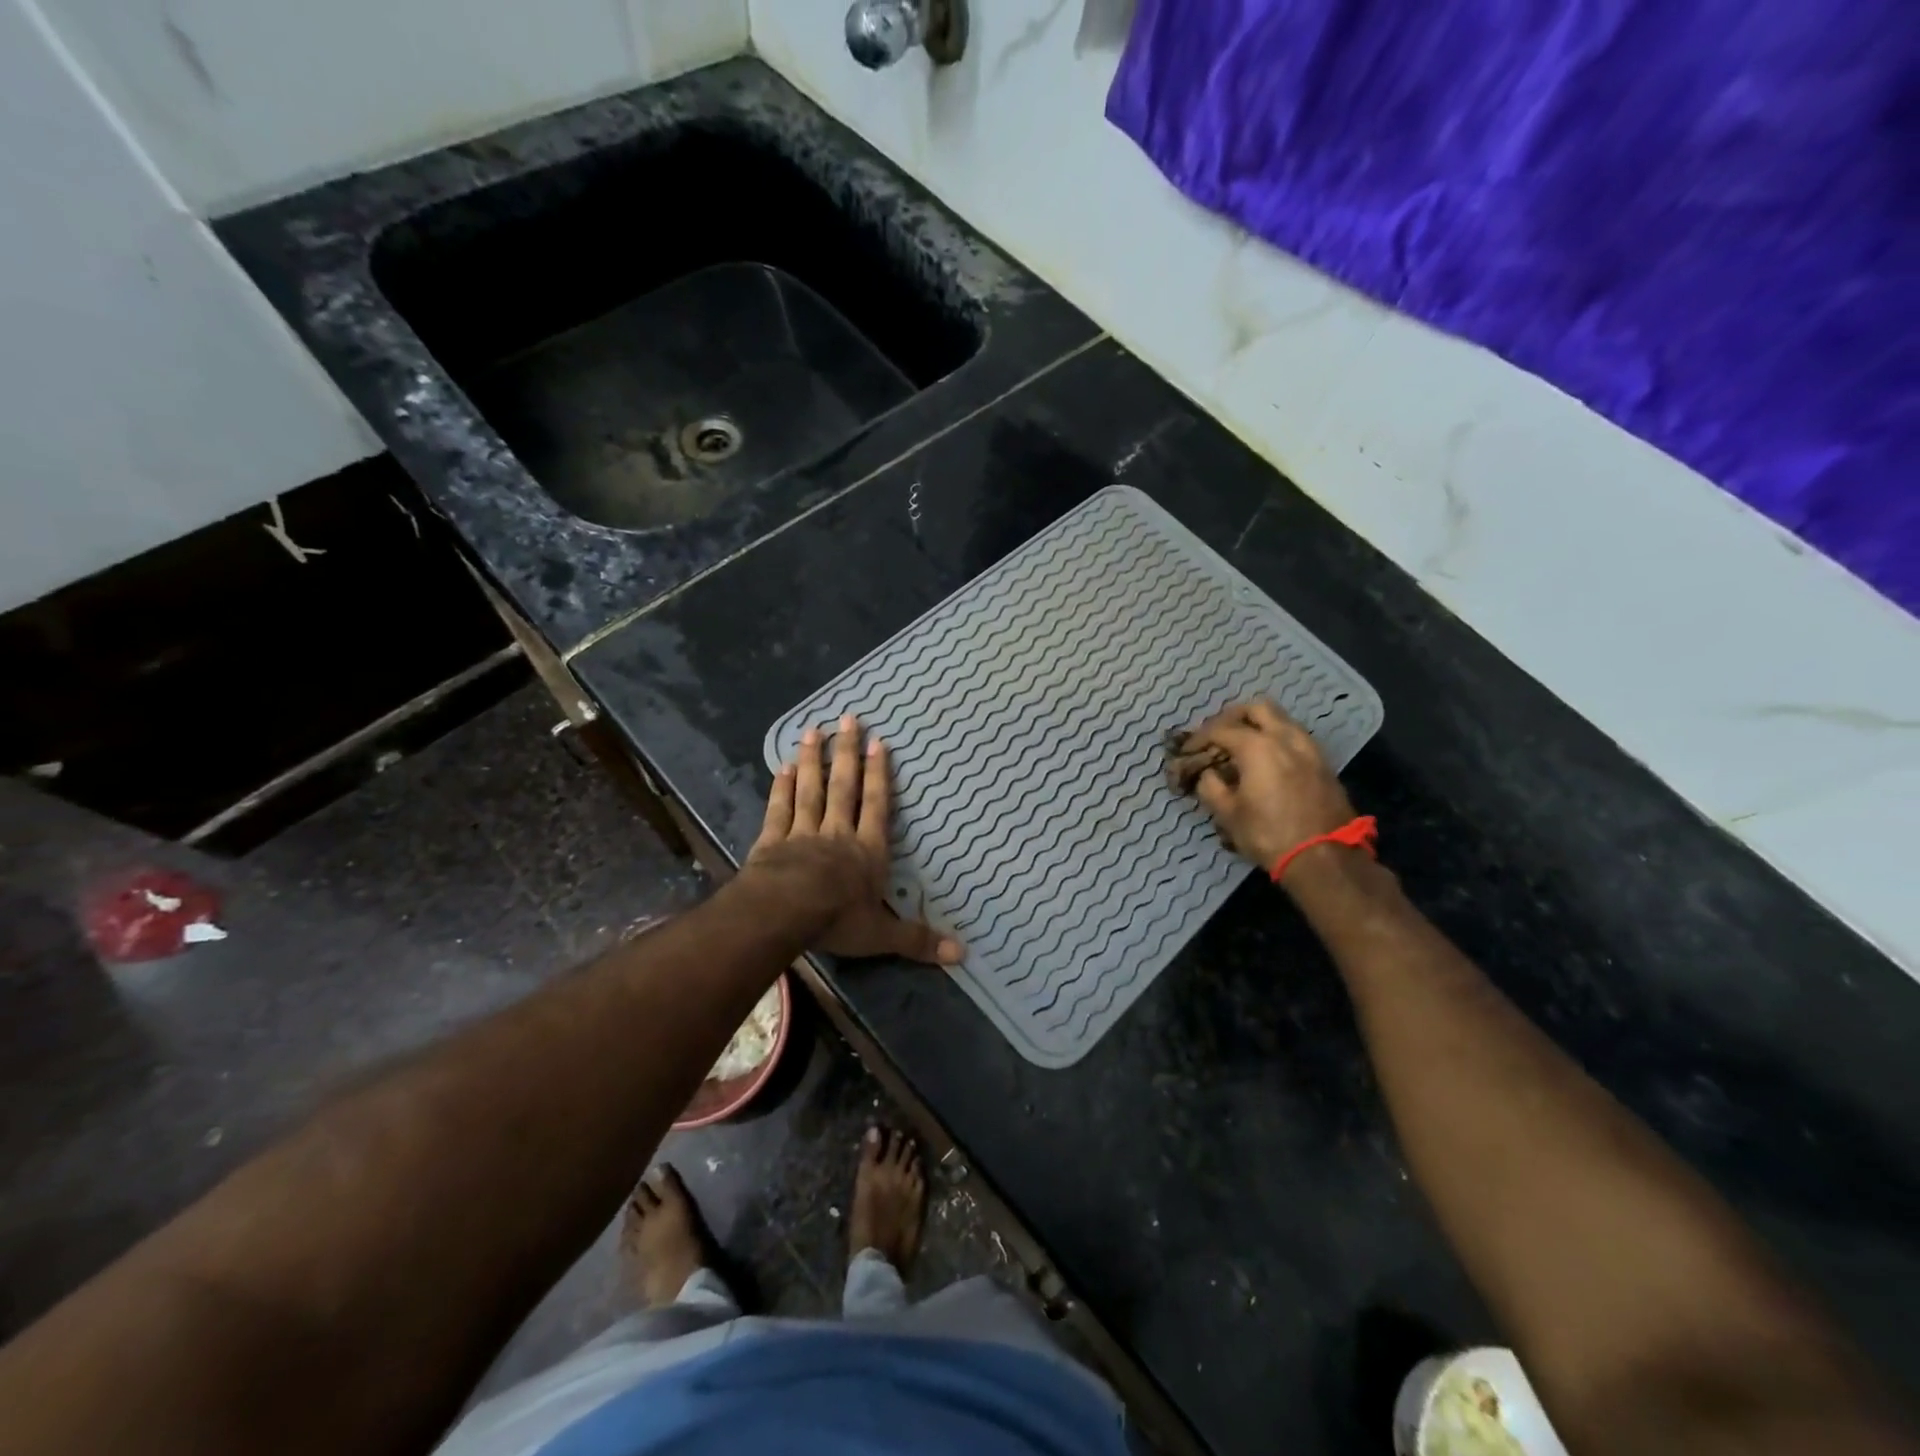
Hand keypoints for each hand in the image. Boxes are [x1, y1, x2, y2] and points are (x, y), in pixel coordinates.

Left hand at [748, 715, 962, 965]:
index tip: (878, 743)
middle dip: (847, 753)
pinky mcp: (772, 840)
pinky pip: (779, 809)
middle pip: (844, 787)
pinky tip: (782, 767)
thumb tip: (962, 955)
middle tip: (848, 719)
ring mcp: (802, 832)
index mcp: (867, 850)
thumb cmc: (837, 920)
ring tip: (813, 731)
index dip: (879, 775)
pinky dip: (781, 787)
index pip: (876, 806)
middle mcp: (837, 832)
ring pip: (810, 790)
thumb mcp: (882, 935)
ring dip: (813, 760)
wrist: (784, 912)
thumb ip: (918, 940)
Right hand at [1166, 700, 1357, 871]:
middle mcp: (1285, 738)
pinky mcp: (1324, 763)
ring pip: (1281, 719)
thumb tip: (1207, 774)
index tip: (1187, 750)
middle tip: (1218, 735)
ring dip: (1259, 726)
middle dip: (1233, 717)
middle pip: (1256, 708)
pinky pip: (1295, 737)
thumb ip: (1211, 786)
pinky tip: (1268, 761)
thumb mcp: (1228, 814)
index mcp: (1258, 747)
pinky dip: (1277, 739)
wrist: (1325, 858)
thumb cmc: (1269, 835)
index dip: (1199, 738)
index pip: (1220, 729)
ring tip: (1243, 747)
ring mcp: (1309, 748)